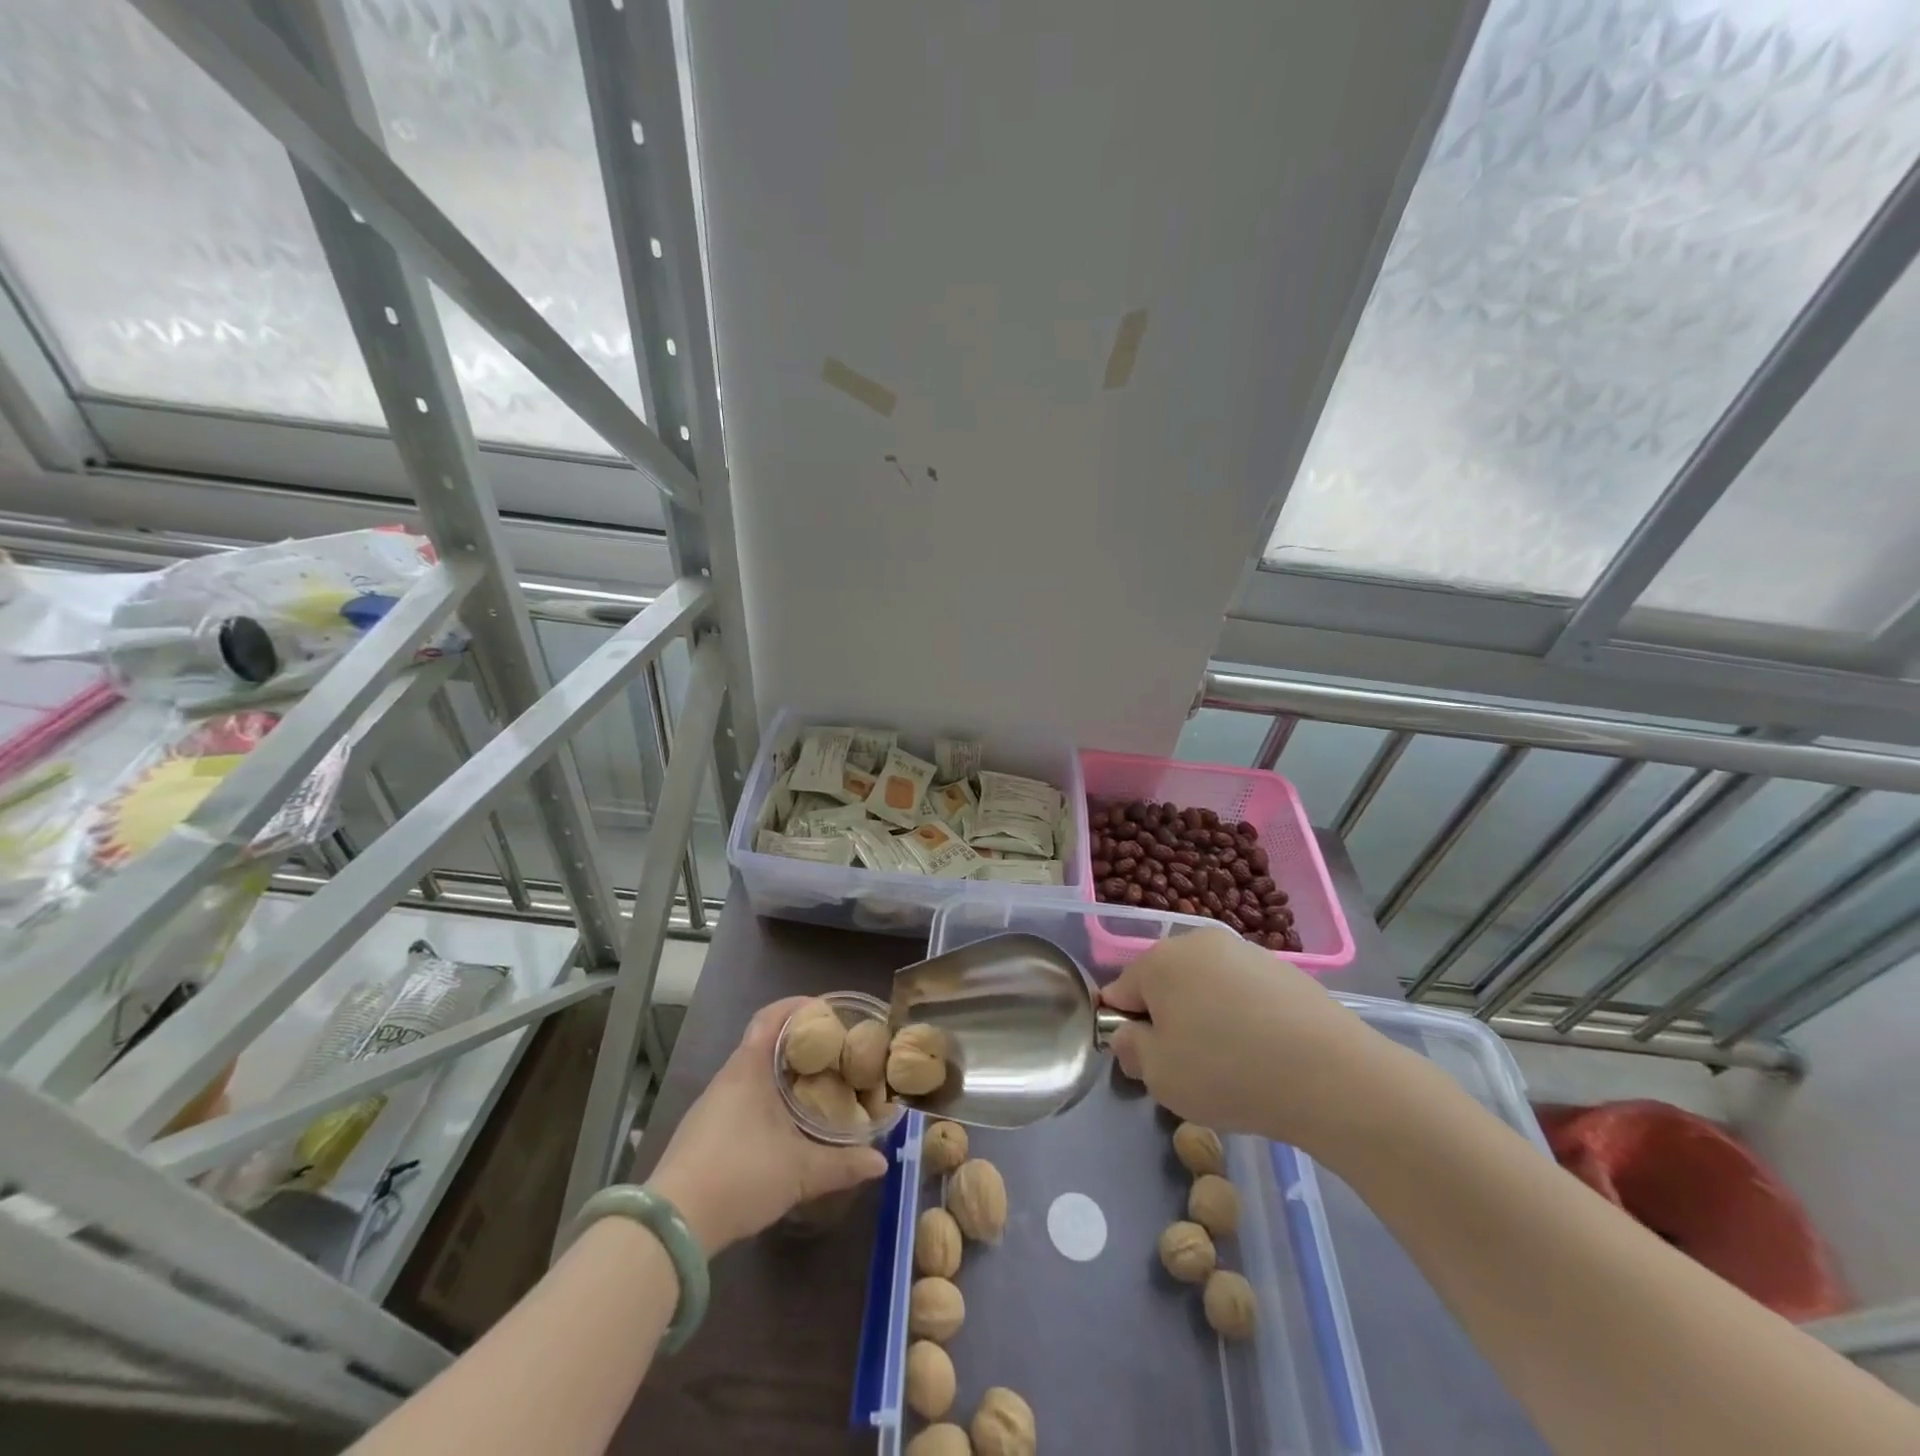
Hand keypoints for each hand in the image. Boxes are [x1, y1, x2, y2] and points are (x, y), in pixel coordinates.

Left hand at [648, 997, 888, 1253]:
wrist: (673, 1224)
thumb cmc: (741, 1175)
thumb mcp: (800, 1171)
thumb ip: (843, 1164)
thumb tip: (881, 1162)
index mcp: (749, 1068)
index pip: (771, 1017)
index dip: (797, 1006)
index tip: (825, 1009)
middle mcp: (728, 1078)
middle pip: (763, 1043)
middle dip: (797, 1043)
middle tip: (832, 1052)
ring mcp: (711, 1106)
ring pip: (751, 1074)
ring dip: (780, 1074)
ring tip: (814, 1086)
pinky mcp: (702, 1133)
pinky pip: (740, 1099)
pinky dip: (764, 1098)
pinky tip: (782, 1124)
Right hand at [1100, 929, 1397, 1152]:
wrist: (1332, 1075)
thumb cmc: (1227, 1072)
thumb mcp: (1159, 1076)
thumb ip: (1131, 1051)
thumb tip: (1130, 1036)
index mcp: (1159, 960)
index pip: (1120, 992)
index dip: (1126, 1029)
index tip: (1147, 1063)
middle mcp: (1198, 942)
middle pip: (1165, 984)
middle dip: (1168, 1021)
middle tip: (1188, 1068)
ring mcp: (1245, 951)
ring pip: (1206, 988)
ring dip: (1207, 1019)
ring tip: (1233, 1067)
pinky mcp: (1283, 970)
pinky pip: (1245, 995)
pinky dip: (1245, 1020)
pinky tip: (1265, 1055)